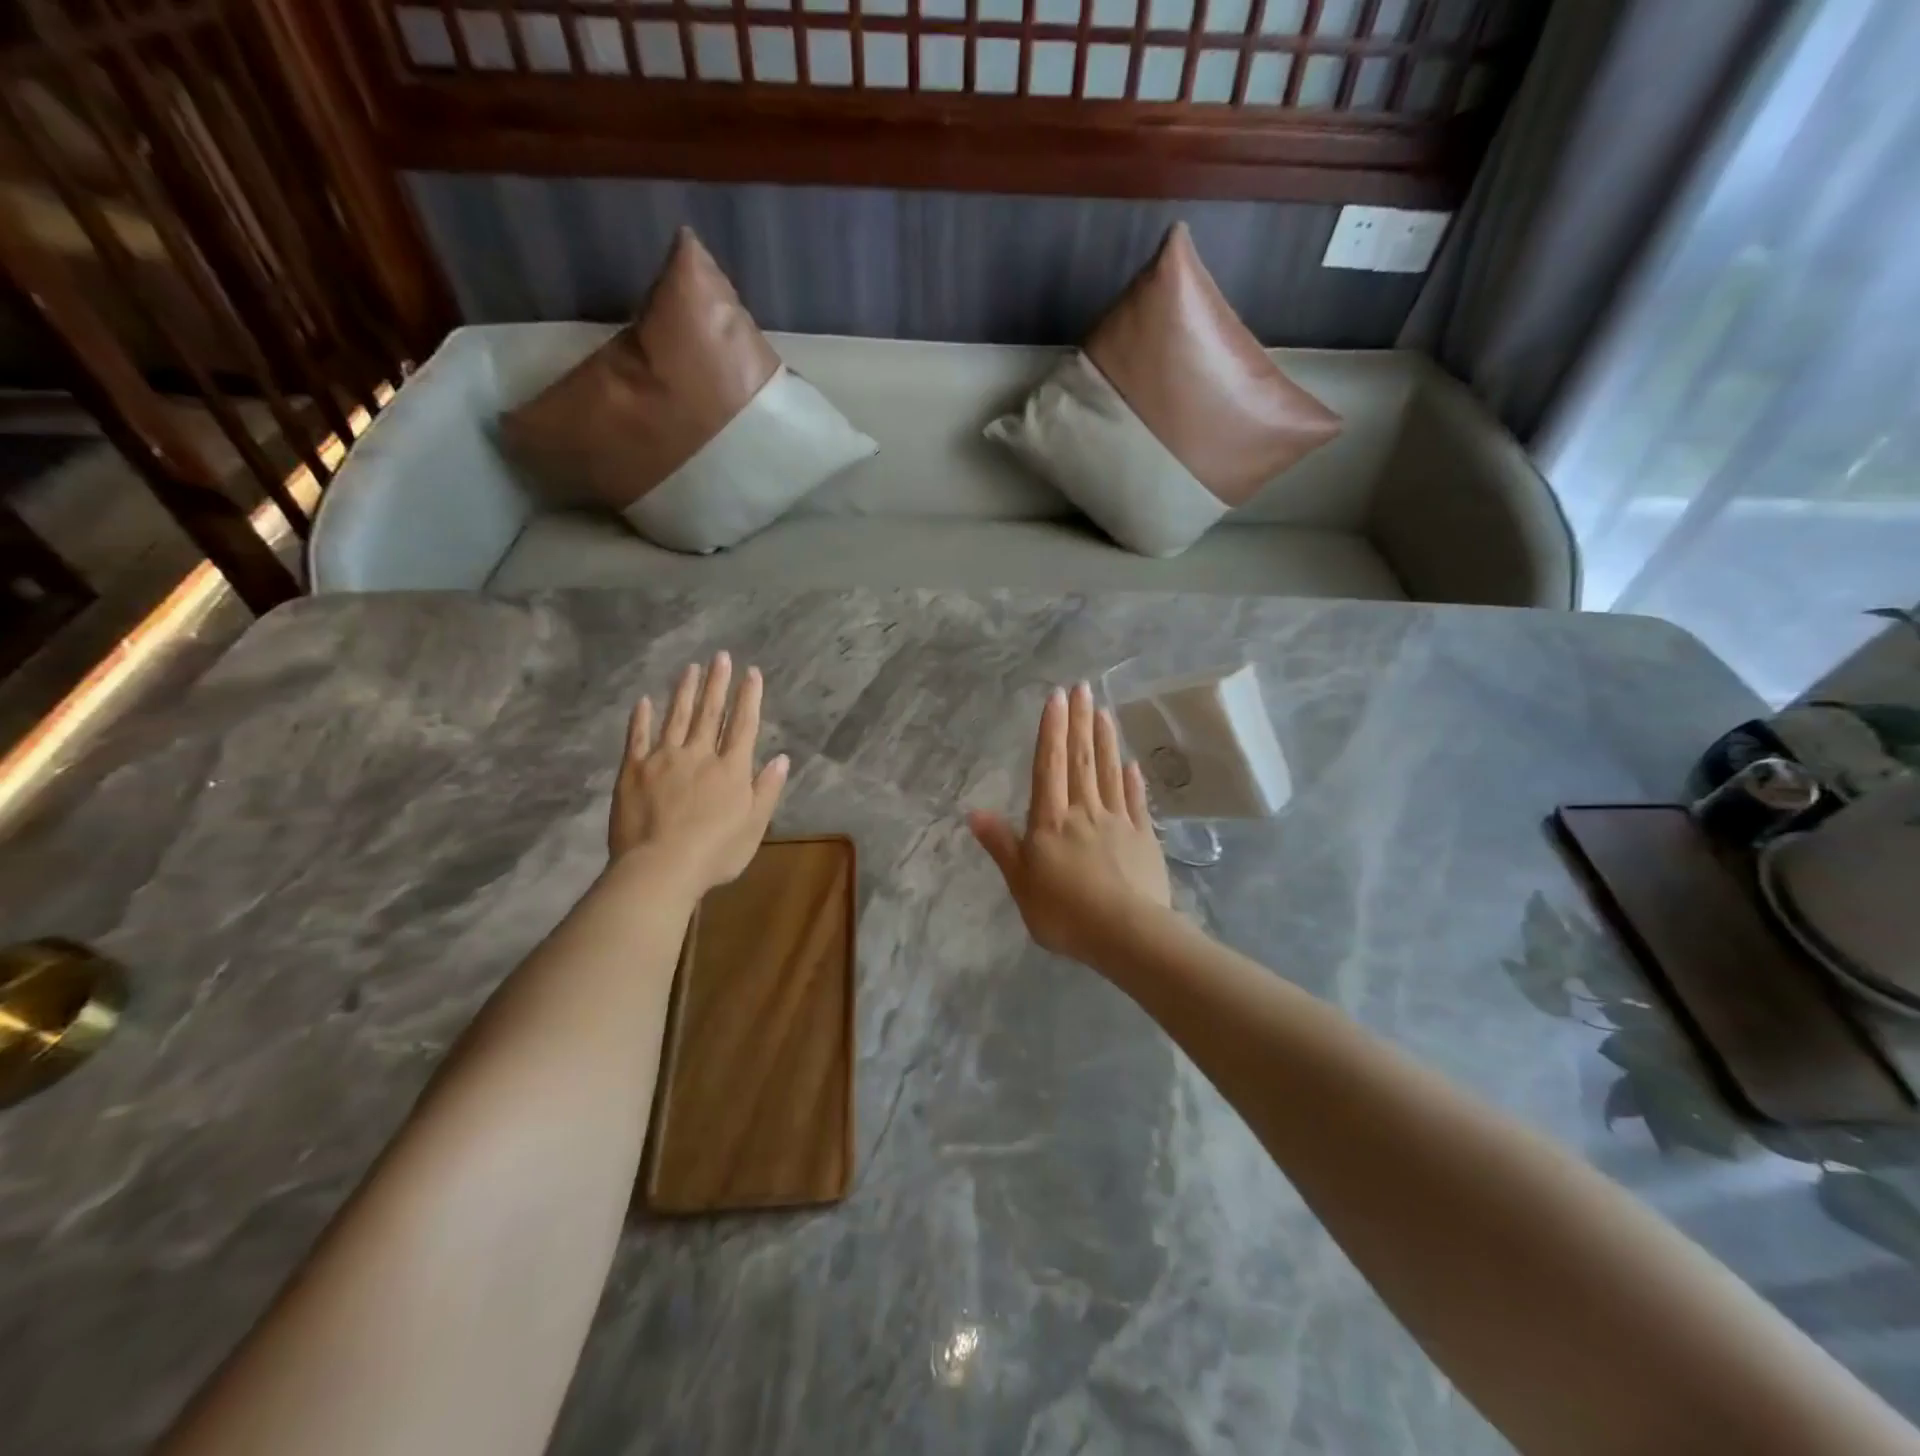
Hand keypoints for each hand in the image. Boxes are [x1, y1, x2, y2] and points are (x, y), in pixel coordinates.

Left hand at [610, 652, 788, 891]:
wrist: (660, 868)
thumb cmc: (715, 853)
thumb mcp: (754, 826)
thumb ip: (767, 790)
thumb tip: (781, 758)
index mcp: (731, 769)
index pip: (743, 725)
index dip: (749, 697)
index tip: (752, 672)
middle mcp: (699, 754)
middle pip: (710, 712)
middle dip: (717, 683)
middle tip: (720, 657)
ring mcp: (663, 759)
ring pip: (676, 717)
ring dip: (684, 691)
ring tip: (690, 668)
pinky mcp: (633, 770)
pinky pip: (637, 737)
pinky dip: (641, 718)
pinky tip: (644, 701)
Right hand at [969, 681, 1171, 965]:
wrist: (1126, 934)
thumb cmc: (1064, 912)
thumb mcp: (1021, 883)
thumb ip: (1001, 845)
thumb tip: (973, 812)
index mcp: (1051, 821)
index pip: (1049, 766)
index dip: (1052, 730)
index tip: (1057, 697)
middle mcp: (1084, 811)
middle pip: (1081, 760)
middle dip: (1080, 722)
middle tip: (1083, 687)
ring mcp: (1118, 822)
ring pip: (1110, 773)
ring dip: (1106, 741)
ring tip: (1104, 712)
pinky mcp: (1144, 838)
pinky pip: (1136, 802)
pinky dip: (1133, 781)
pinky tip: (1132, 764)